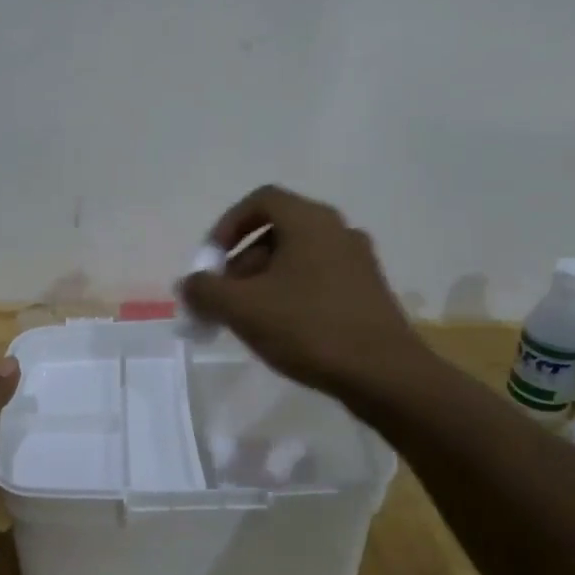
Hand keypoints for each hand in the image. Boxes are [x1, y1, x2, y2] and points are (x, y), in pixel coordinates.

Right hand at [178, 185, 426, 396]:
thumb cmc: (309, 327)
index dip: (228, 225)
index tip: (212, 260)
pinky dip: (293, 293)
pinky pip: (319, 279)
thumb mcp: (243, 308)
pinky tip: (283, 330)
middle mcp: (338, 230)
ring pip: (298, 258)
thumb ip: (206, 290)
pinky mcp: (369, 291)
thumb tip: (189, 284)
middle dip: (242, 261)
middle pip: (278, 231)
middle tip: (225, 297)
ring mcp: (358, 261)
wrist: (384, 374)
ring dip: (265, 280)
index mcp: (310, 221)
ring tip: (249, 319)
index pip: (261, 200)